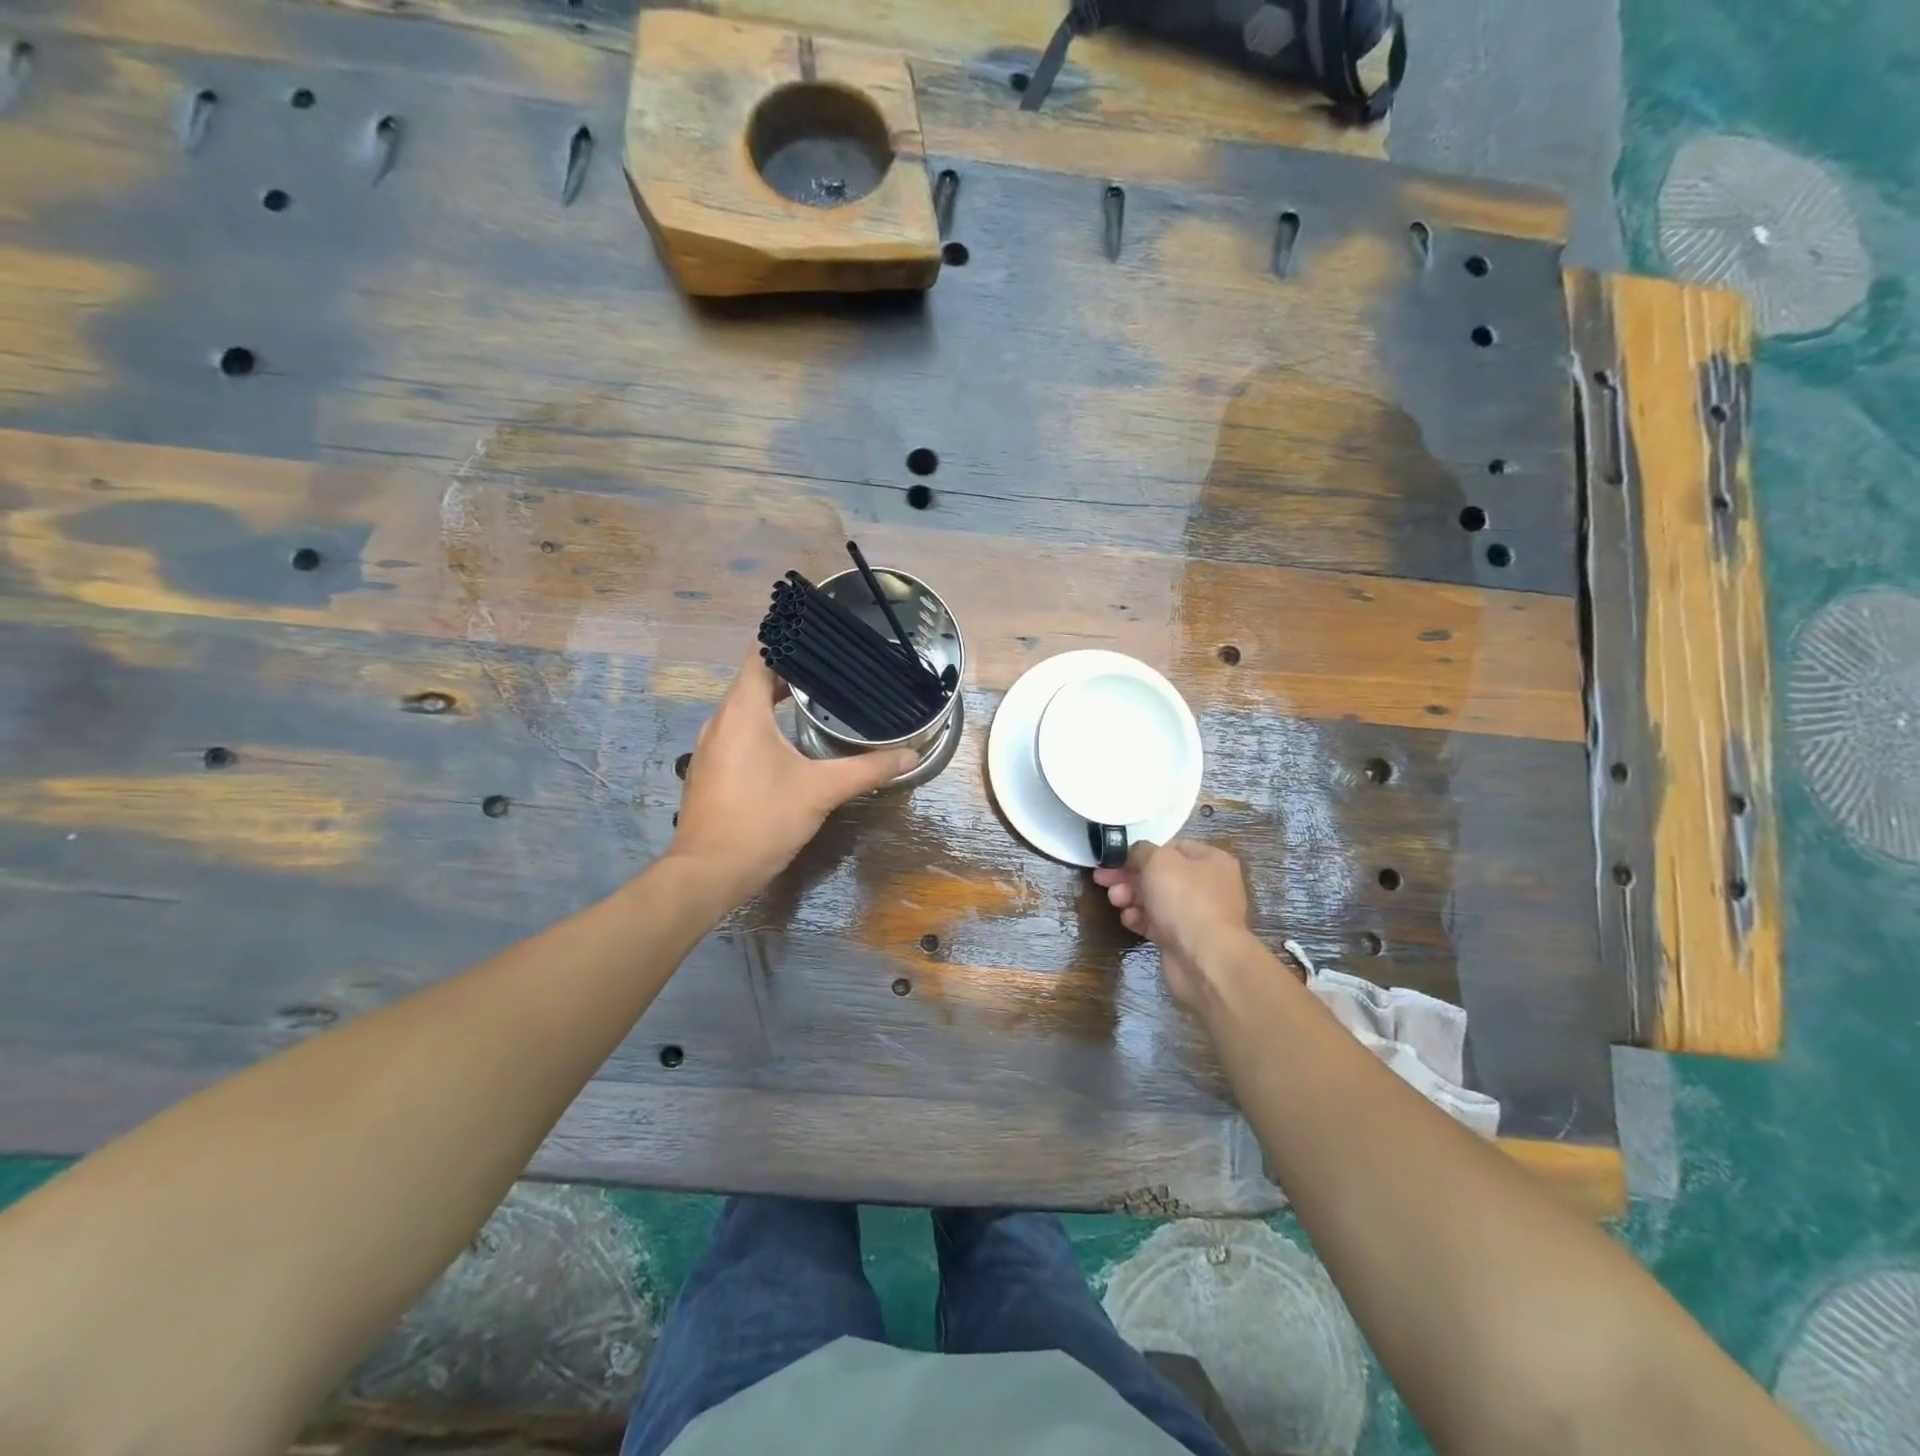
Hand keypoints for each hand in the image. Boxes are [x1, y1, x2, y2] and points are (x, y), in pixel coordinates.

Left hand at [669, 652, 916, 906]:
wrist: (709, 873)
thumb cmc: (763, 820)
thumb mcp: (821, 791)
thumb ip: (867, 769)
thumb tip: (910, 756)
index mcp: (741, 711)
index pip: (759, 655)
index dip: (787, 640)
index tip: (820, 635)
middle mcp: (720, 721)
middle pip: (753, 679)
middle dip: (789, 671)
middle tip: (832, 667)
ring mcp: (710, 746)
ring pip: (743, 707)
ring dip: (774, 698)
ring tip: (816, 698)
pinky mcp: (709, 769)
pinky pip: (737, 731)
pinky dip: (761, 724)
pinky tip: (788, 741)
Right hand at [1094, 839, 1252, 1012]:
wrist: (1204, 960)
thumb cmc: (1184, 900)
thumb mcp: (1158, 861)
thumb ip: (1141, 850)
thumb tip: (1135, 854)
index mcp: (1211, 861)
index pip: (1172, 847)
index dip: (1142, 851)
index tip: (1115, 857)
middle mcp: (1207, 886)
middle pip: (1160, 875)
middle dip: (1130, 876)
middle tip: (1103, 879)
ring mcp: (1196, 915)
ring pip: (1156, 900)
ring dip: (1131, 897)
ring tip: (1115, 901)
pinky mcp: (1183, 940)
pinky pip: (1157, 923)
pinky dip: (1140, 919)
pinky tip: (1128, 920)